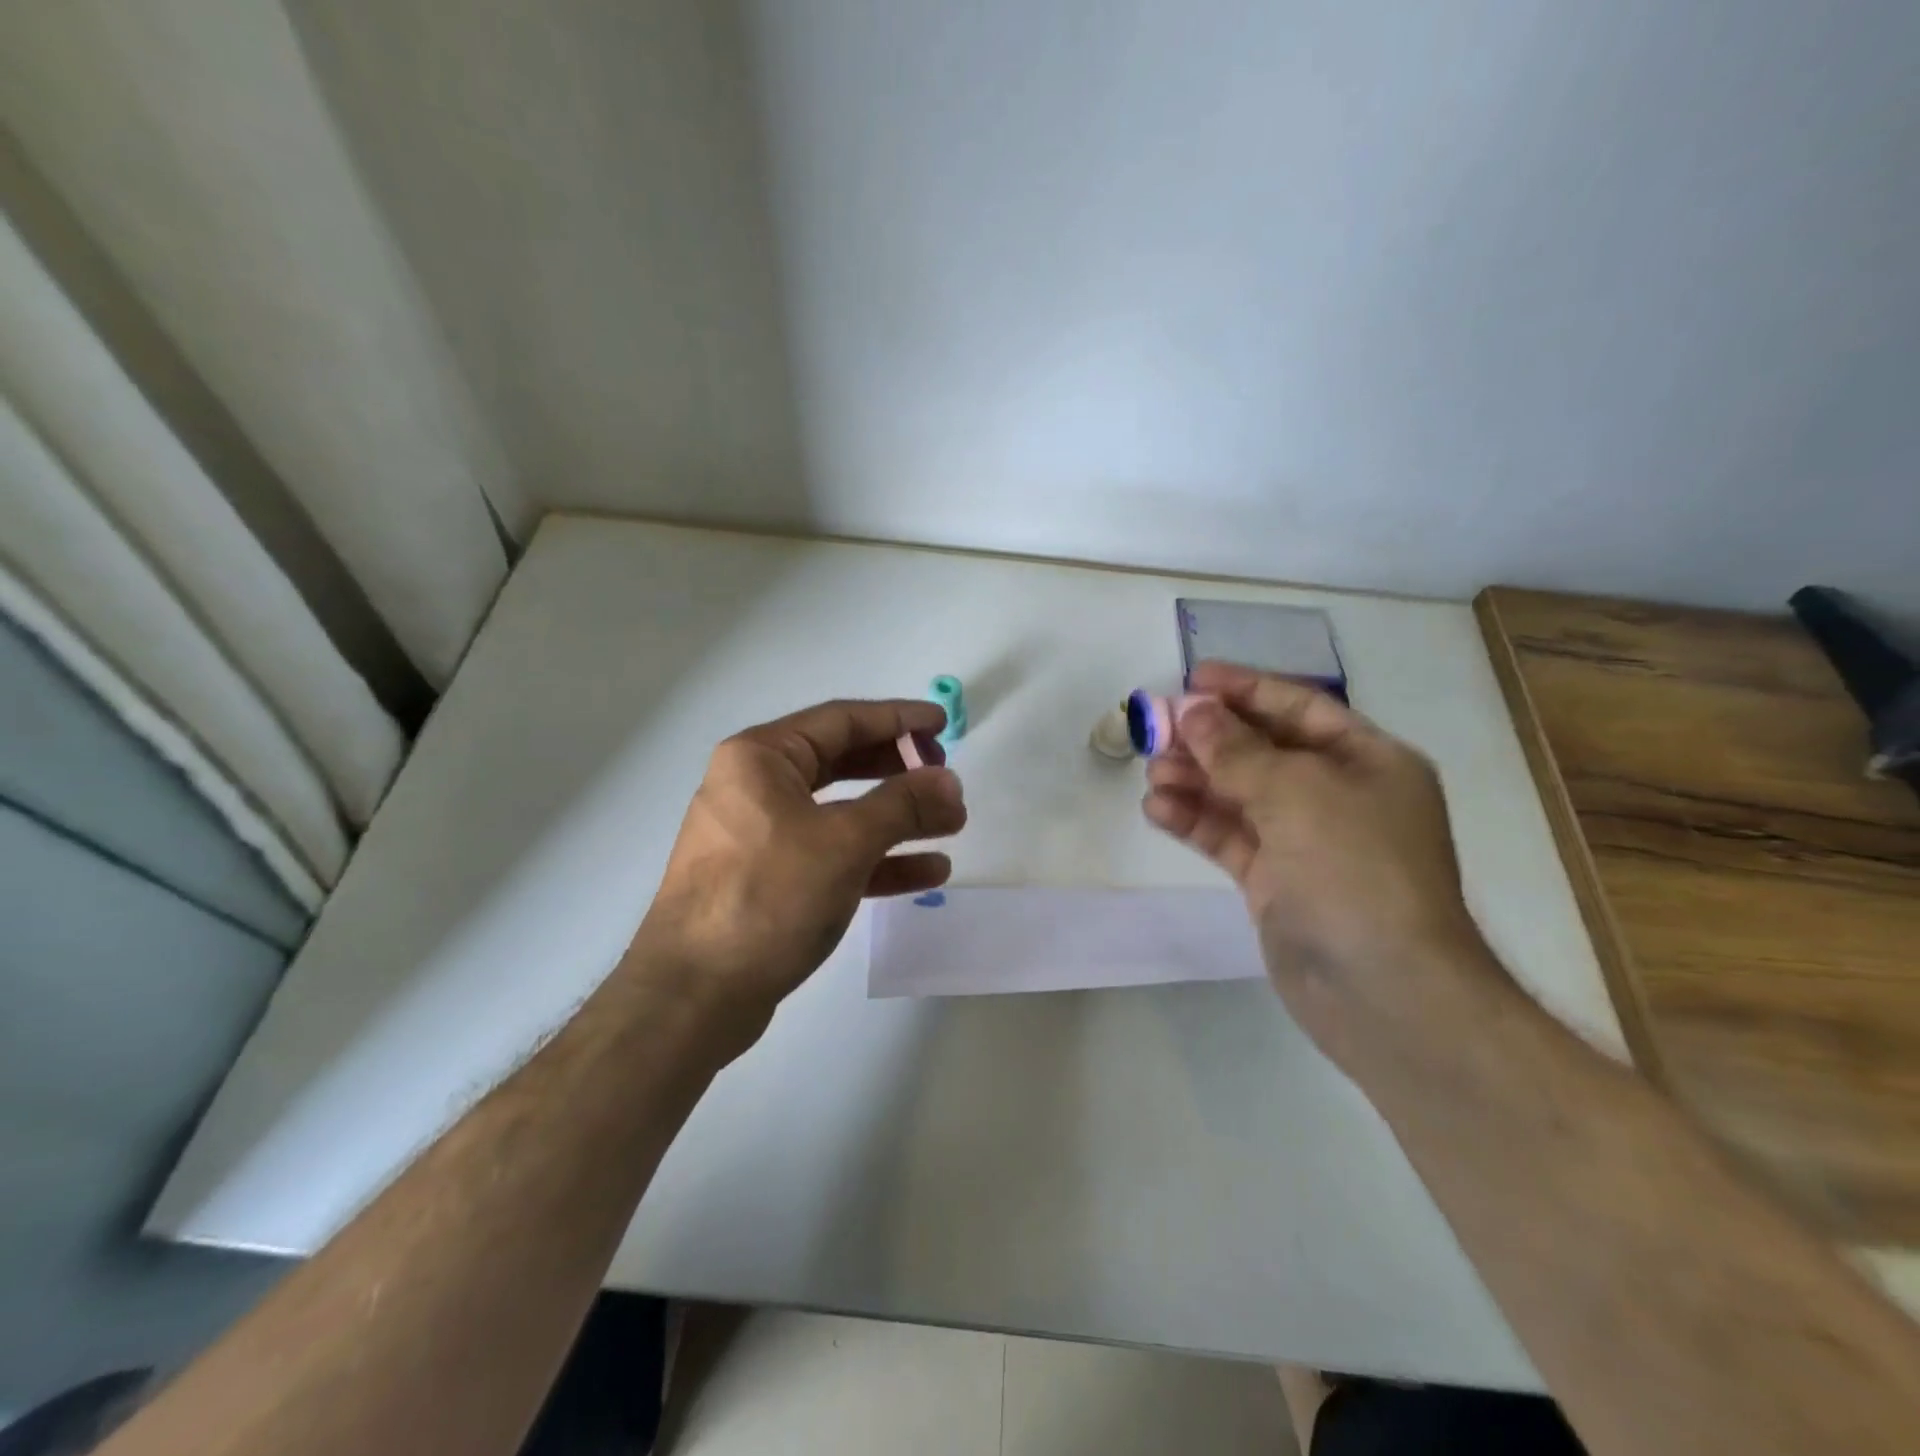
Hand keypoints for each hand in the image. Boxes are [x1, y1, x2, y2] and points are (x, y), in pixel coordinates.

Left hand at [627, 699, 965, 1050]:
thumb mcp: (844, 842)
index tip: (943, 723)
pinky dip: (879, 860)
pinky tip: (928, 871)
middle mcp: (757, 788)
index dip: (898, 719)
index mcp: (761, 758)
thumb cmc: (767, 897)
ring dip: (899, 819)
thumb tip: (949, 782)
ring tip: (952, 825)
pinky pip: (834, 856)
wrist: (694, 996)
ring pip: (843, 814)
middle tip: (946, 779)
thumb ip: (903, 805)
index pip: (842, 720)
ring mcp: (763, 838)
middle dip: (900, 772)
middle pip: (843, 764)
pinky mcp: (772, 882)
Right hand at [1141, 661, 1490, 1050]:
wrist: (1384, 990)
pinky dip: (1194, 822)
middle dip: (1209, 739)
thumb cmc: (1355, 870)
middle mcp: (1339, 795)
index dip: (1245, 689)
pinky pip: (1229, 837)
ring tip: (1151, 773)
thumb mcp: (1297, 792)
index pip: (1299, 707)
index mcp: (1368, 761)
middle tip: (1156, 731)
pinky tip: (1157, 810)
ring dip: (1195, 780)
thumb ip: (1237, 750)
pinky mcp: (1276, 881)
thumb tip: (1193, 711)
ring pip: (1239, 795)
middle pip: (1262, 750)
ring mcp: (1306, 841)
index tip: (1192, 679)